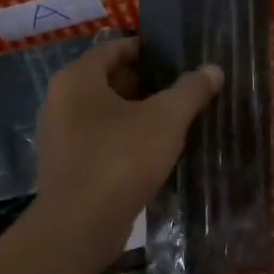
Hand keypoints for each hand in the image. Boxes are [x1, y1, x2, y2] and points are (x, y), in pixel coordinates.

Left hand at [34, 37, 220, 258]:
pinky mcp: (67, 166)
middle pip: (109, 80)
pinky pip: (100, 140)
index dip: (147, 50)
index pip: (114, 48)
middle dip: (146, 83)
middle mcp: (60, 100)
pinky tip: (153, 152)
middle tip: (182, 89)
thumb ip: (191, 90)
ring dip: (136, 114)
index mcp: (77, 78)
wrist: (80, 225)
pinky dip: (124, 139)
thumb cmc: (121, 159)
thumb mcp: (166, 119)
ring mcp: (60, 136)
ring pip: (105, 113)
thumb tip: (212, 69)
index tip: (178, 58)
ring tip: (174, 120)